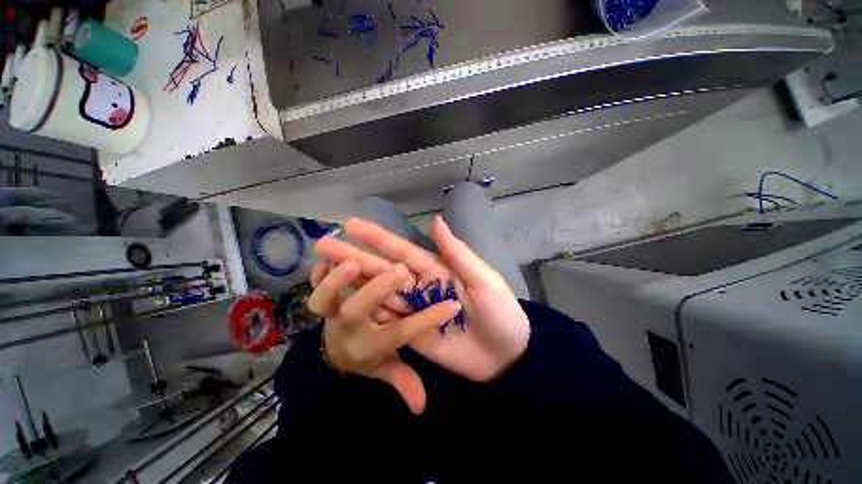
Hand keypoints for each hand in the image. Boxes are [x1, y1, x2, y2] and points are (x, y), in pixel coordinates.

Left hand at [307, 260, 461, 413]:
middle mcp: (350, 328)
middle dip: (378, 290)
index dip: (427, 321)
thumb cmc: (368, 355)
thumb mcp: (386, 369)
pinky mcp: (322, 301)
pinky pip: (312, 287)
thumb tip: (421, 407)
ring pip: (326, 300)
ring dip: (337, 281)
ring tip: (353, 263)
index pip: (400, 334)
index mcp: (370, 344)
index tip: (451, 306)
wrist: (335, 351)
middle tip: (399, 271)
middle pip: (359, 311)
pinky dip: (317, 274)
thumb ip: (403, 381)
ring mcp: (331, 313)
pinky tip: (326, 260)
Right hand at [314, 216, 529, 381]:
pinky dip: (366, 309)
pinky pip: (386, 318)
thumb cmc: (501, 314)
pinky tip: (344, 302)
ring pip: (379, 292)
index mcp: (437, 270)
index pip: (402, 250)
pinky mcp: (412, 332)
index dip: (378, 238)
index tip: (352, 225)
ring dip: (354, 282)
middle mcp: (421, 286)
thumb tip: (436, 221)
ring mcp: (414, 310)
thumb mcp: (484, 280)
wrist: (506, 356)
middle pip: (383, 269)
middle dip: (354, 257)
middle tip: (325, 244)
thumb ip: (457, 254)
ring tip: (324, 270)